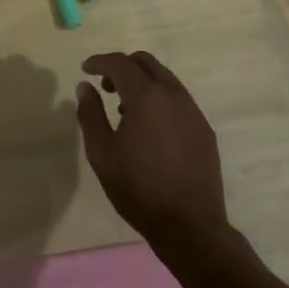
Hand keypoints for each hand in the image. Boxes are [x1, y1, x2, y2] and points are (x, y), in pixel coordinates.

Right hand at [76, 51, 228, 254]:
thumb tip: (85, 86)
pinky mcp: (203, 128)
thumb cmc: (138, 189)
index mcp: (146, 96)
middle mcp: (172, 94)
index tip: (85, 69)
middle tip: (104, 85)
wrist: (190, 226)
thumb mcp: (102, 153)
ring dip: (142, 81)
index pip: (120, 63)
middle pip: (145, 62)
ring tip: (124, 108)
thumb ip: (90, 114)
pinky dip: (159, 98)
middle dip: (122, 66)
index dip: (99, 62)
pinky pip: (178, 98)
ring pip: (164, 78)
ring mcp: (192, 110)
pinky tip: (149, 126)